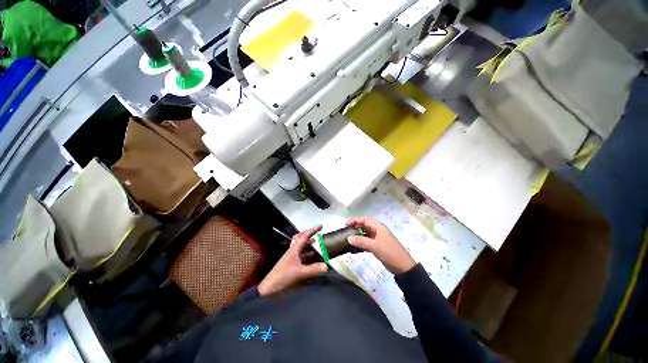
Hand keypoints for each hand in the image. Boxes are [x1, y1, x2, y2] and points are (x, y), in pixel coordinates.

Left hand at [258, 226, 328, 296]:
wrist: (270, 287)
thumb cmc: (283, 276)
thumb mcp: (300, 273)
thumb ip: (313, 269)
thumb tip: (326, 266)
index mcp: (294, 249)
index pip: (304, 236)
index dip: (313, 230)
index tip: (321, 226)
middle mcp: (292, 251)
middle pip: (300, 238)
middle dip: (308, 234)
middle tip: (316, 234)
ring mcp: (291, 257)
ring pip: (300, 246)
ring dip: (307, 243)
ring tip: (315, 243)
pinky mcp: (290, 263)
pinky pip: (300, 254)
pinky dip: (306, 253)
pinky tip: (311, 257)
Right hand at [346, 217, 415, 274]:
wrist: (403, 267)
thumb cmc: (390, 252)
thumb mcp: (375, 246)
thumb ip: (361, 241)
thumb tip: (349, 238)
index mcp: (379, 227)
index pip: (365, 220)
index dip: (355, 220)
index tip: (346, 223)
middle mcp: (378, 231)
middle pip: (365, 226)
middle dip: (355, 228)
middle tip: (346, 231)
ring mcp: (378, 239)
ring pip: (365, 235)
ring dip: (357, 237)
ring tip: (348, 240)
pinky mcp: (378, 247)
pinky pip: (367, 243)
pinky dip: (361, 245)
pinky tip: (354, 250)